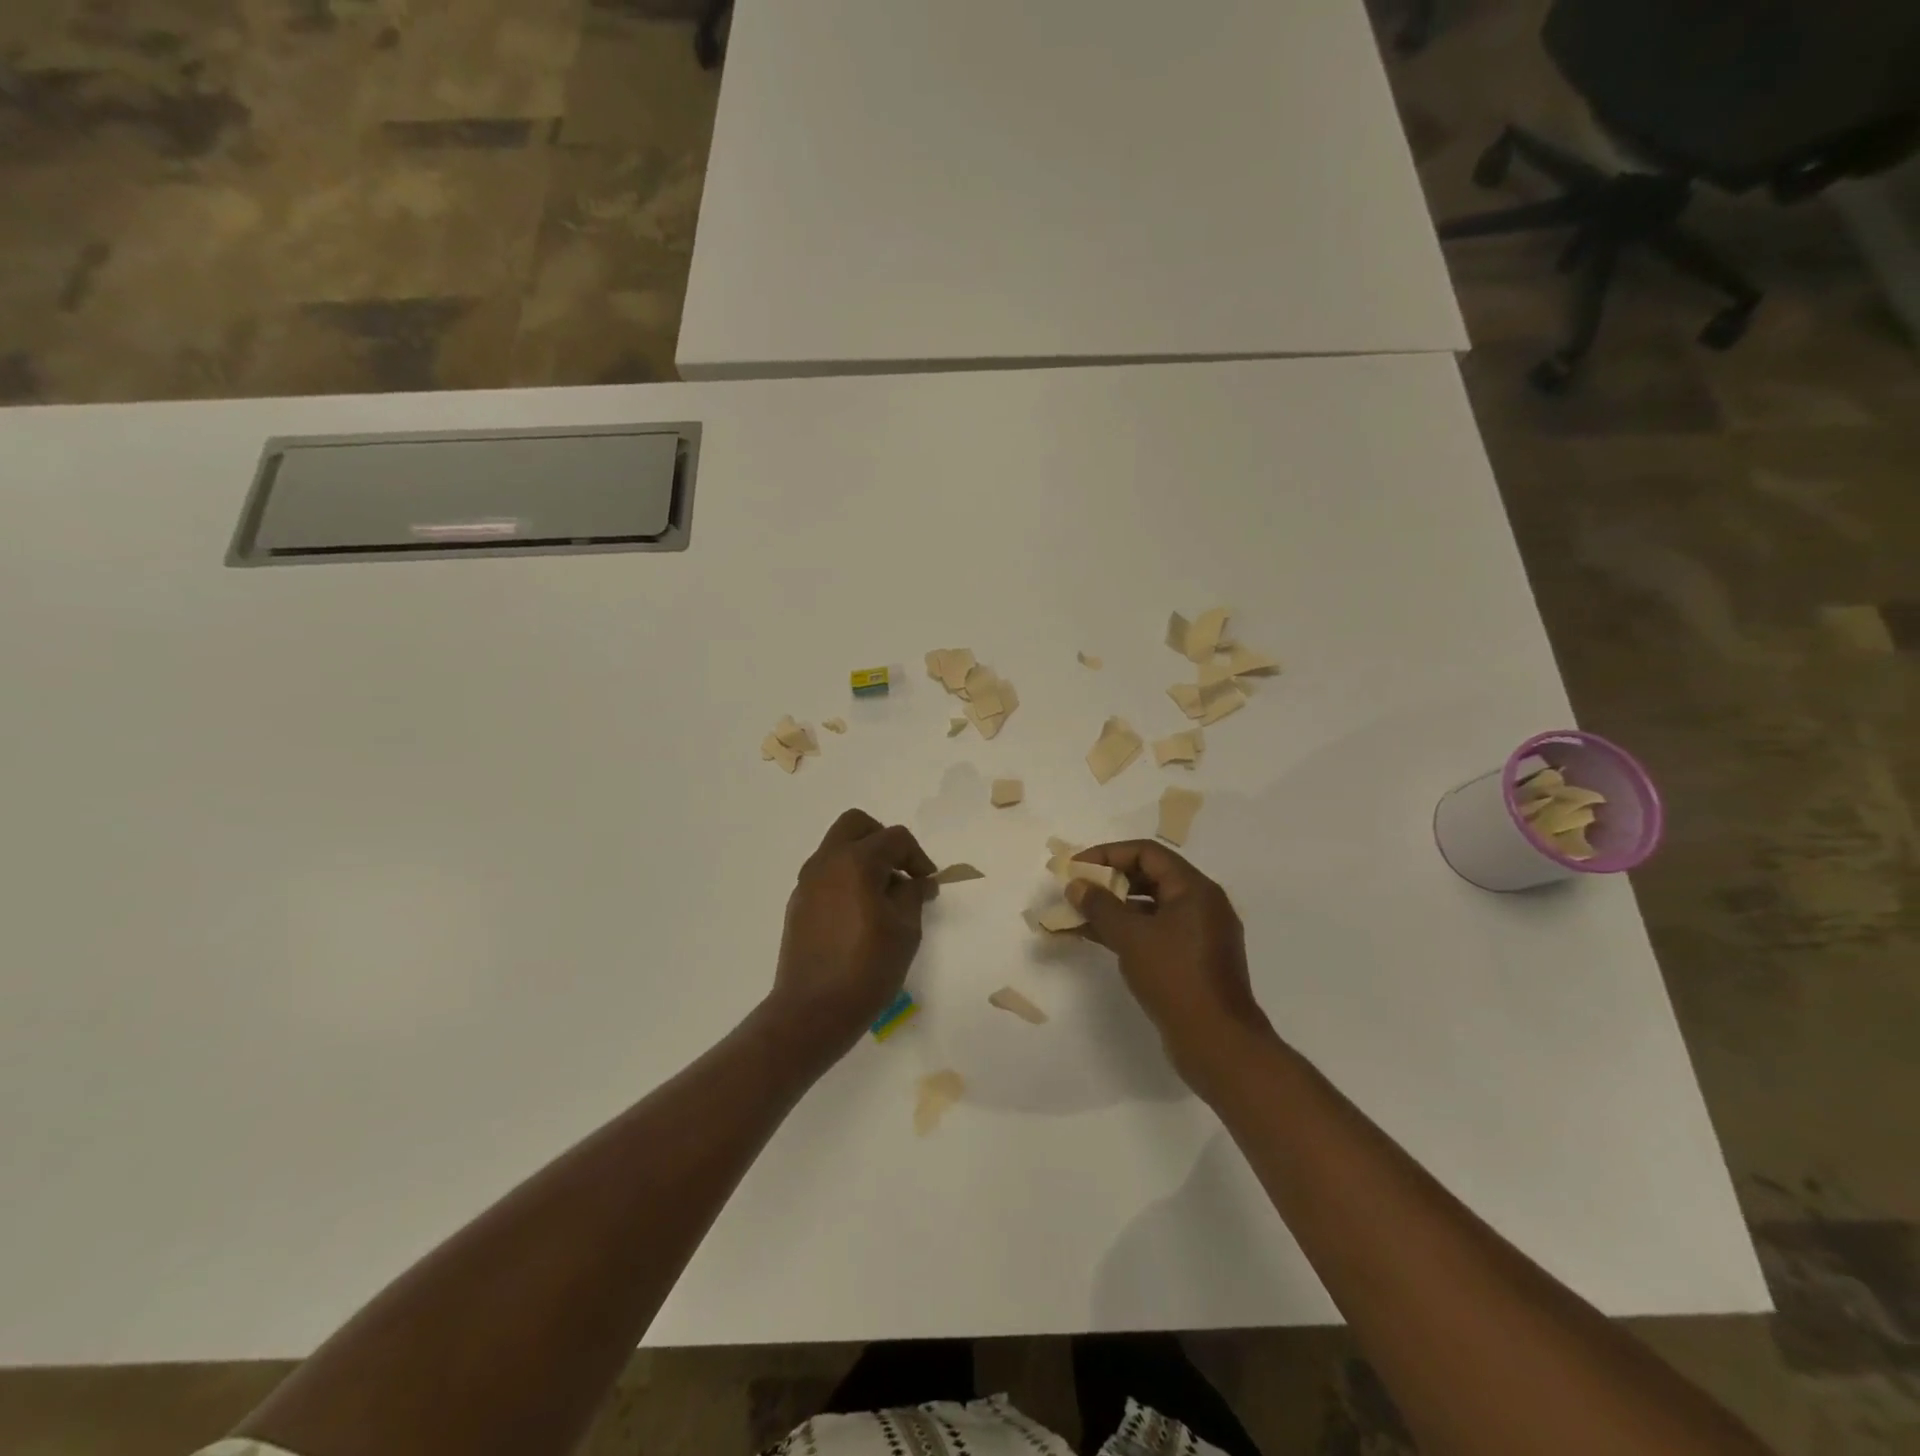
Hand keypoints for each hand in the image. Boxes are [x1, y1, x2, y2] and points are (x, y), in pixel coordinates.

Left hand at [768, 808, 936, 1059]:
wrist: (812, 1011)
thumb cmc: (867, 968)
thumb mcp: (905, 930)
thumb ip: (913, 895)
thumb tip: (918, 880)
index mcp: (855, 862)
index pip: (895, 838)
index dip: (918, 857)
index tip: (928, 885)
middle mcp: (826, 862)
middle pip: (856, 824)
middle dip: (883, 840)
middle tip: (900, 871)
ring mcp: (807, 882)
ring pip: (837, 847)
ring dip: (863, 859)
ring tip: (883, 897)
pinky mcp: (798, 904)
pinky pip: (826, 874)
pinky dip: (846, 878)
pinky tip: (860, 914)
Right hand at [1066, 841, 1272, 1086]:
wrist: (1218, 1044)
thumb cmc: (1175, 979)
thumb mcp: (1131, 938)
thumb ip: (1100, 906)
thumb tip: (1076, 885)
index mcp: (1195, 889)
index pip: (1147, 853)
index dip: (1108, 854)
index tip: (1077, 867)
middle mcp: (1201, 904)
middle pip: (1150, 877)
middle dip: (1109, 880)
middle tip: (1076, 889)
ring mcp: (1199, 934)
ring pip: (1151, 907)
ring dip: (1114, 907)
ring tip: (1078, 914)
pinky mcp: (1193, 960)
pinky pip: (1156, 931)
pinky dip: (1128, 930)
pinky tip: (1097, 937)